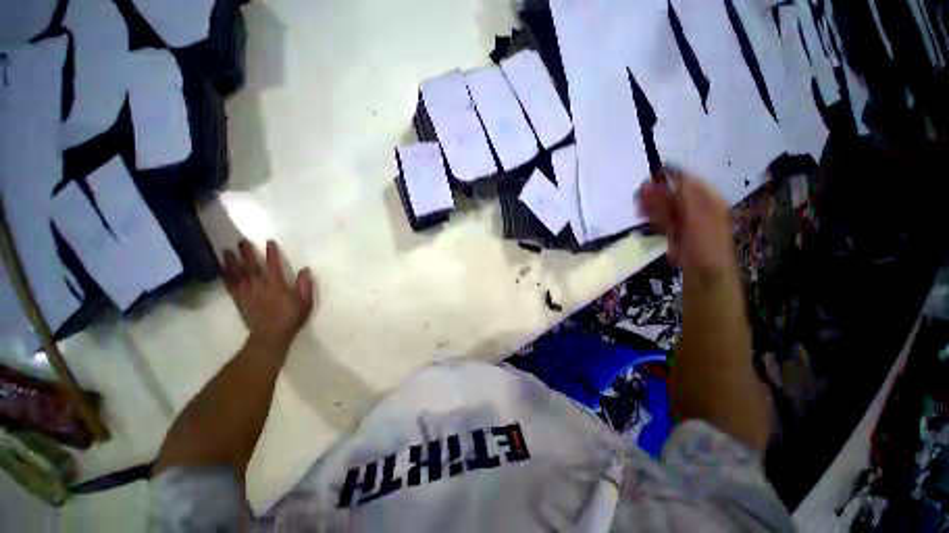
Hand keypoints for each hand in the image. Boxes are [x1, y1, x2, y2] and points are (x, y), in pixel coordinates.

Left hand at [221, 240, 314, 347]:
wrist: (270, 337)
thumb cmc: (291, 318)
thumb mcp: (305, 303)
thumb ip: (305, 286)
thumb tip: (305, 269)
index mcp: (277, 286)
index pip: (273, 266)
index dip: (271, 253)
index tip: (269, 242)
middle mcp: (259, 287)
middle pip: (251, 267)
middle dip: (246, 253)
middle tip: (241, 241)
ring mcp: (247, 293)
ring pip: (237, 274)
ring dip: (231, 262)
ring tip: (226, 250)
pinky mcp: (239, 300)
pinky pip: (230, 286)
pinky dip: (225, 276)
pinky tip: (222, 268)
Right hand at [637, 167, 734, 271]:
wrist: (704, 272)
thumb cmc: (704, 242)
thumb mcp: (697, 214)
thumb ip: (684, 193)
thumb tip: (668, 172)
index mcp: (708, 199)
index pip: (687, 180)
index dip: (670, 176)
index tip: (652, 174)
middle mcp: (697, 206)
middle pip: (674, 193)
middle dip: (656, 192)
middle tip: (639, 192)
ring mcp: (686, 220)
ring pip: (666, 207)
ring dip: (651, 203)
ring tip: (637, 204)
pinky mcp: (676, 232)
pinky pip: (663, 219)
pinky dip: (652, 215)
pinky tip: (642, 213)